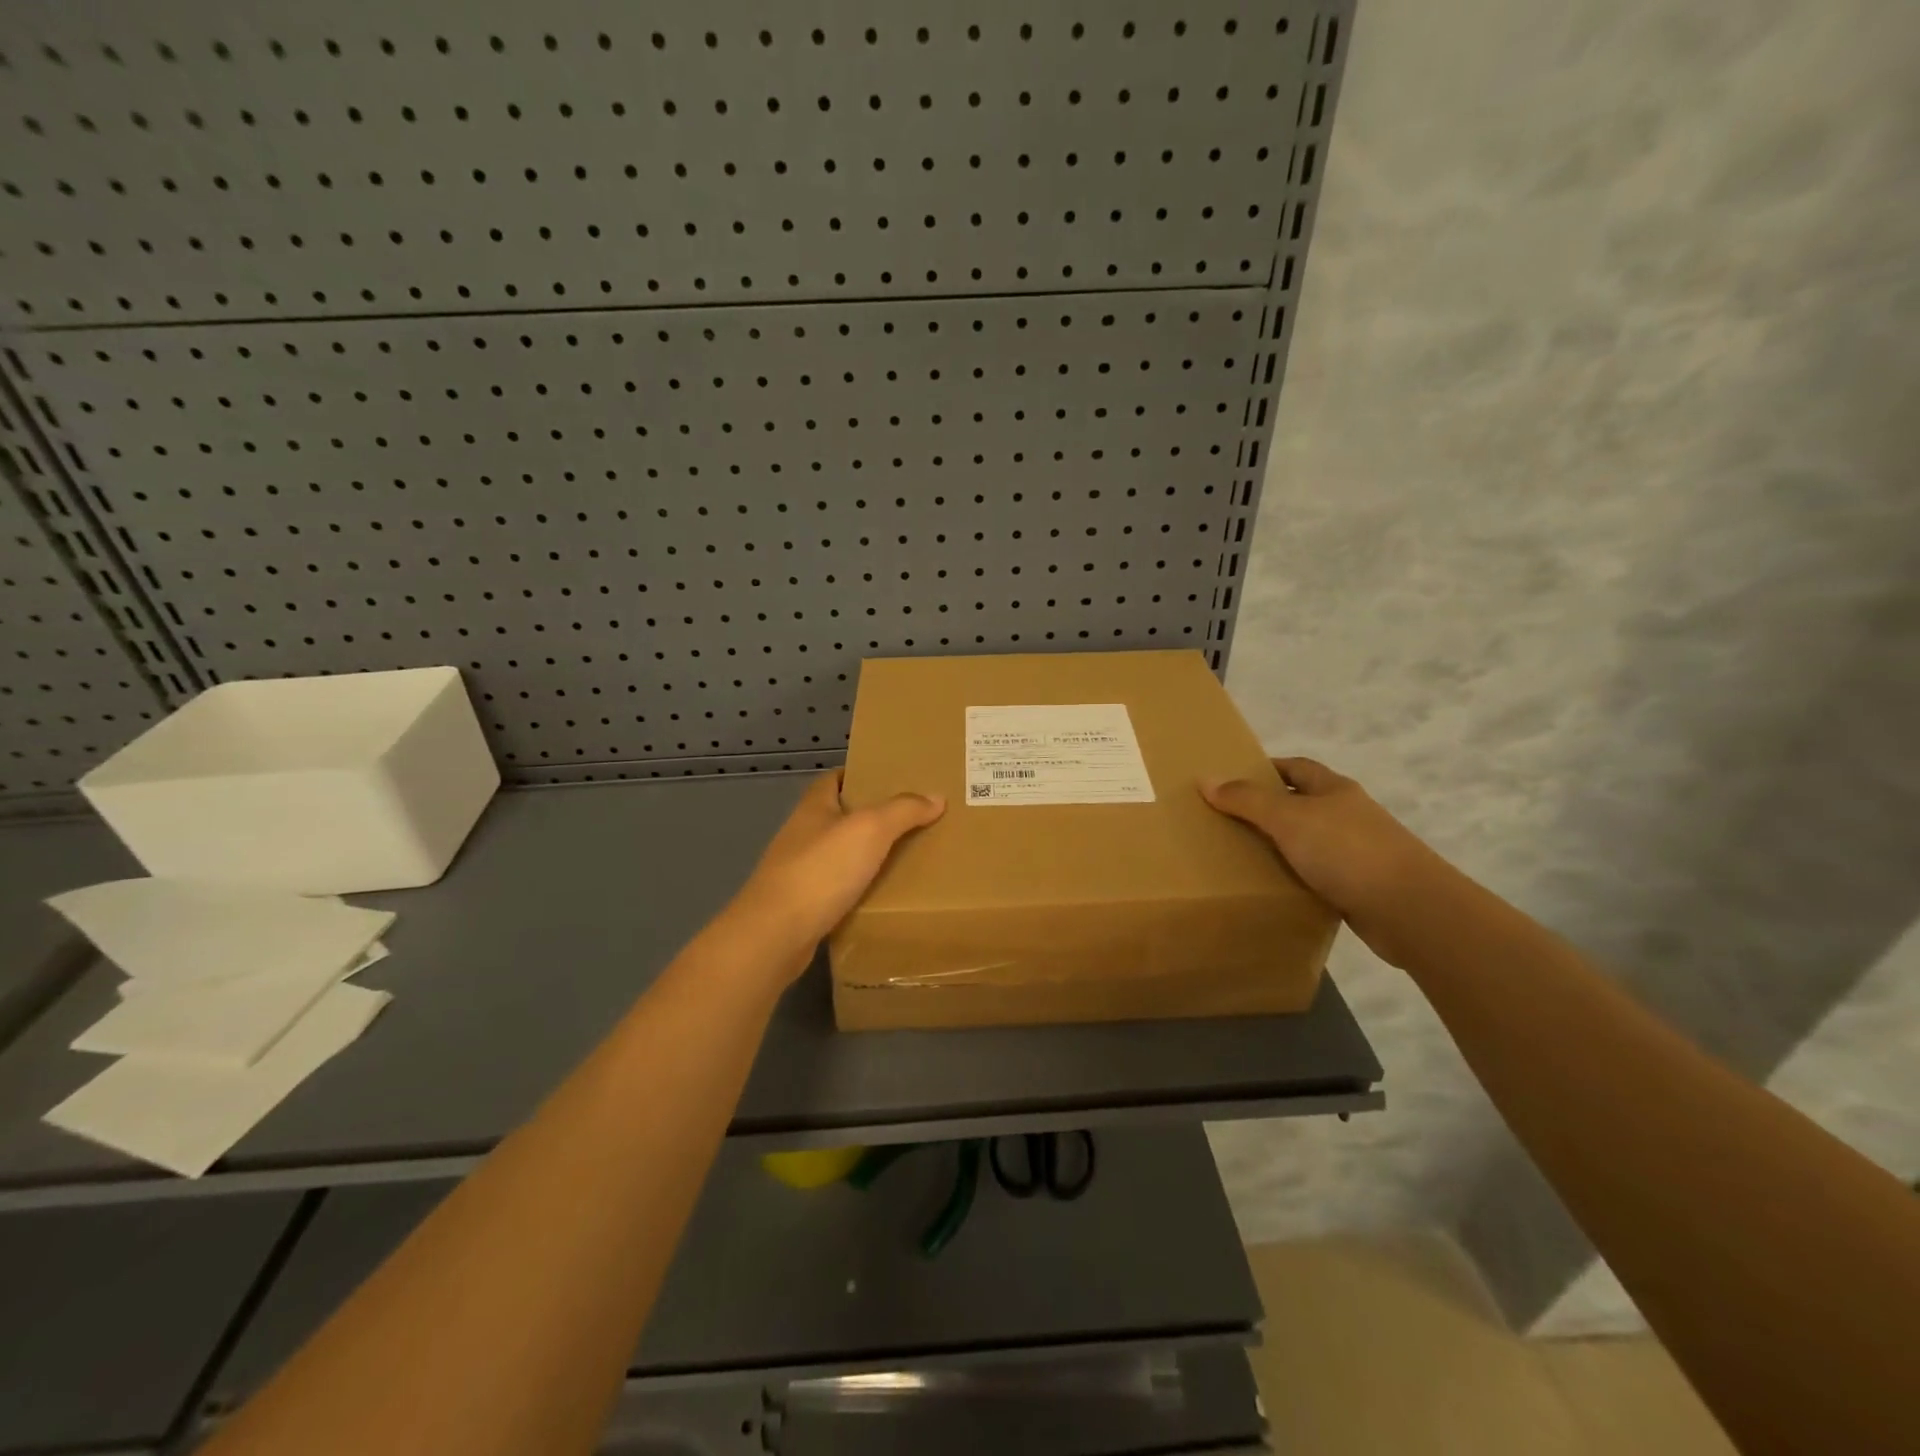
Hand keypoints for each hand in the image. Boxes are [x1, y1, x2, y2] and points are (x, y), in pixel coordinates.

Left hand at [725, 771, 944, 981]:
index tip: (891, 781)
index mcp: (813, 808)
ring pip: (838, 855)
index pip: (834, 779)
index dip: (859, 775)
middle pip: (838, 817)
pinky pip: (836, 889)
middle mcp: (801, 834)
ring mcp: (797, 871)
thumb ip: (903, 810)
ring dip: (864, 855)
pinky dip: (857, 889)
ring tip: (904, 858)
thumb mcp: (870, 829)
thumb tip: (936, 797)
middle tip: (911, 821)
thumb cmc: (821, 870)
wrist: (775, 935)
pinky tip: (880, 896)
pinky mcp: (800, 906)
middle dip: (870, 817)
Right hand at [1201, 758, 1446, 965]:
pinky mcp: (1361, 886)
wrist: (1409, 909)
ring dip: (1282, 845)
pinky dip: (1297, 876)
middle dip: (1268, 808)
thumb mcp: (1288, 818)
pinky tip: (1276, 887)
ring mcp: (1358, 851)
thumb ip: (1246, 800)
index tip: (1233, 779)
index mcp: (1334, 789)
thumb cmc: (1346, 850)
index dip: (1266, 769)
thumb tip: (1206, 779)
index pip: (1296, 767)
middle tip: (1228, 819)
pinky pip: (1319, 874)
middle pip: (1302, 803)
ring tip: (1243, 855)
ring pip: (1310, 840)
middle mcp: (1348, 814)